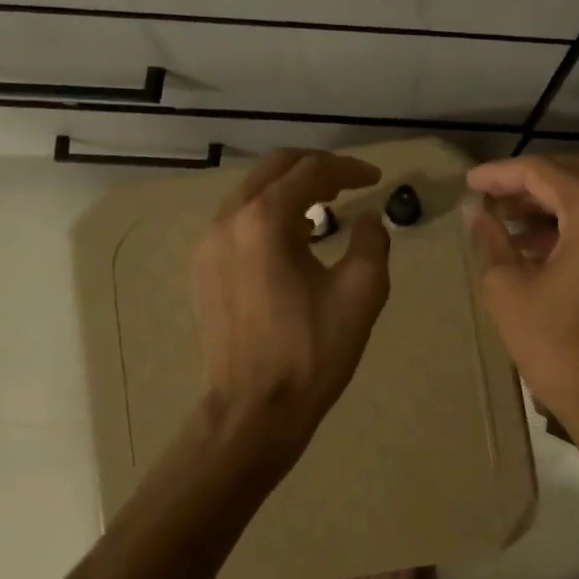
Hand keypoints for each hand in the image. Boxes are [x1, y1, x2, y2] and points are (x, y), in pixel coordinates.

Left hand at [191, 149, 390, 457]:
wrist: (255, 409)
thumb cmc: (312, 352)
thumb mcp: (361, 294)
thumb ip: (372, 243)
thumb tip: (369, 218)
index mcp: (265, 221)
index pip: (311, 171)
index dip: (349, 169)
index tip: (376, 179)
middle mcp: (228, 221)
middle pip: (273, 169)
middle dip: (315, 169)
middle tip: (349, 183)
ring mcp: (207, 244)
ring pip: (250, 192)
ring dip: (289, 190)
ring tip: (325, 208)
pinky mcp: (202, 268)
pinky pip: (236, 220)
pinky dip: (267, 214)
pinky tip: (291, 240)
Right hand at [463, 155, 578, 441]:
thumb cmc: (559, 345)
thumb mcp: (508, 289)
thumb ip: (490, 239)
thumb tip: (475, 212)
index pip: (543, 171)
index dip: (500, 173)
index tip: (469, 182)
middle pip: (572, 176)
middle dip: (526, 184)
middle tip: (487, 198)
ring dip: (548, 205)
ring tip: (504, 222)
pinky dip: (571, 226)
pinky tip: (535, 246)